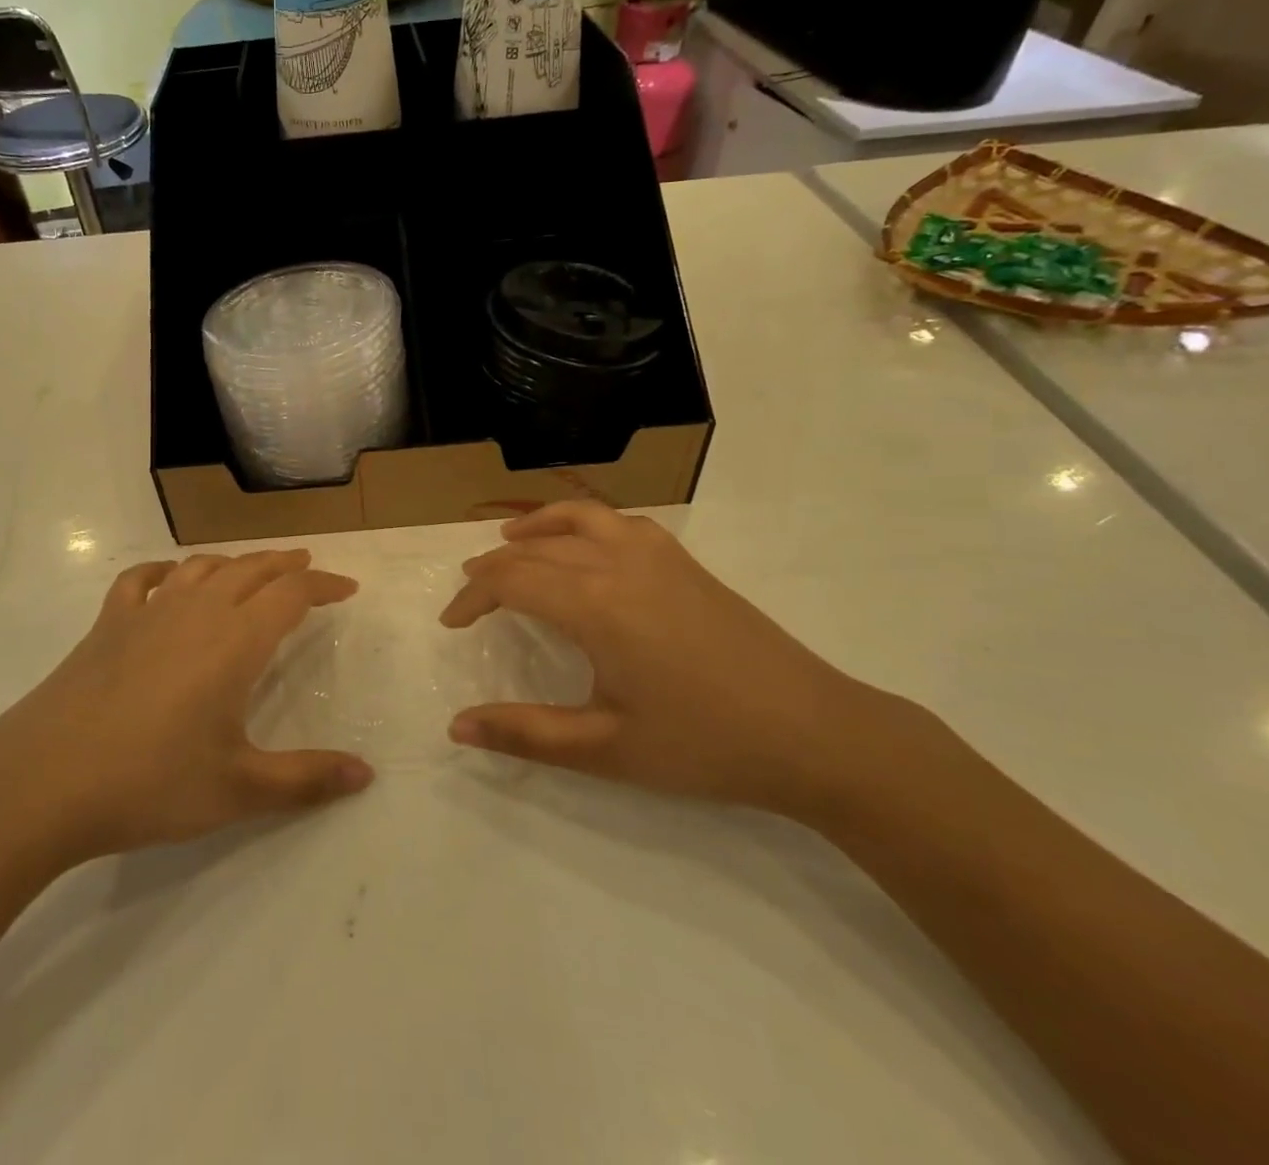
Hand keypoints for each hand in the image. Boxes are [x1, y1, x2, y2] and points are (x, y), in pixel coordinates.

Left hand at [0, 550, 373, 866]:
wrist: (42, 782)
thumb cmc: (150, 783)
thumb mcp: (238, 789)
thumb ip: (306, 779)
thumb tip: (367, 774)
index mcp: (235, 642)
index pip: (291, 595)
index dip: (323, 587)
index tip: (347, 588)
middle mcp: (196, 612)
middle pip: (250, 570)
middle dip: (284, 565)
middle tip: (308, 565)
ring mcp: (147, 613)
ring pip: (201, 568)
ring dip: (234, 562)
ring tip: (251, 568)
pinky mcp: (107, 625)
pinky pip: (140, 581)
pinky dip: (163, 571)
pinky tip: (167, 578)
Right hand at [442, 501, 892, 813]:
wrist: (816, 733)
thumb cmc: (705, 745)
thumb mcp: (607, 749)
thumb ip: (525, 734)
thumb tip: (456, 728)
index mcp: (595, 604)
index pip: (512, 581)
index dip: (472, 597)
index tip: (451, 623)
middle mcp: (619, 563)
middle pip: (538, 547)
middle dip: (495, 566)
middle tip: (471, 591)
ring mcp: (658, 556)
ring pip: (581, 518)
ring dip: (538, 527)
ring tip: (512, 540)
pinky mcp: (686, 562)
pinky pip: (620, 523)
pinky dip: (585, 523)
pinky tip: (587, 547)